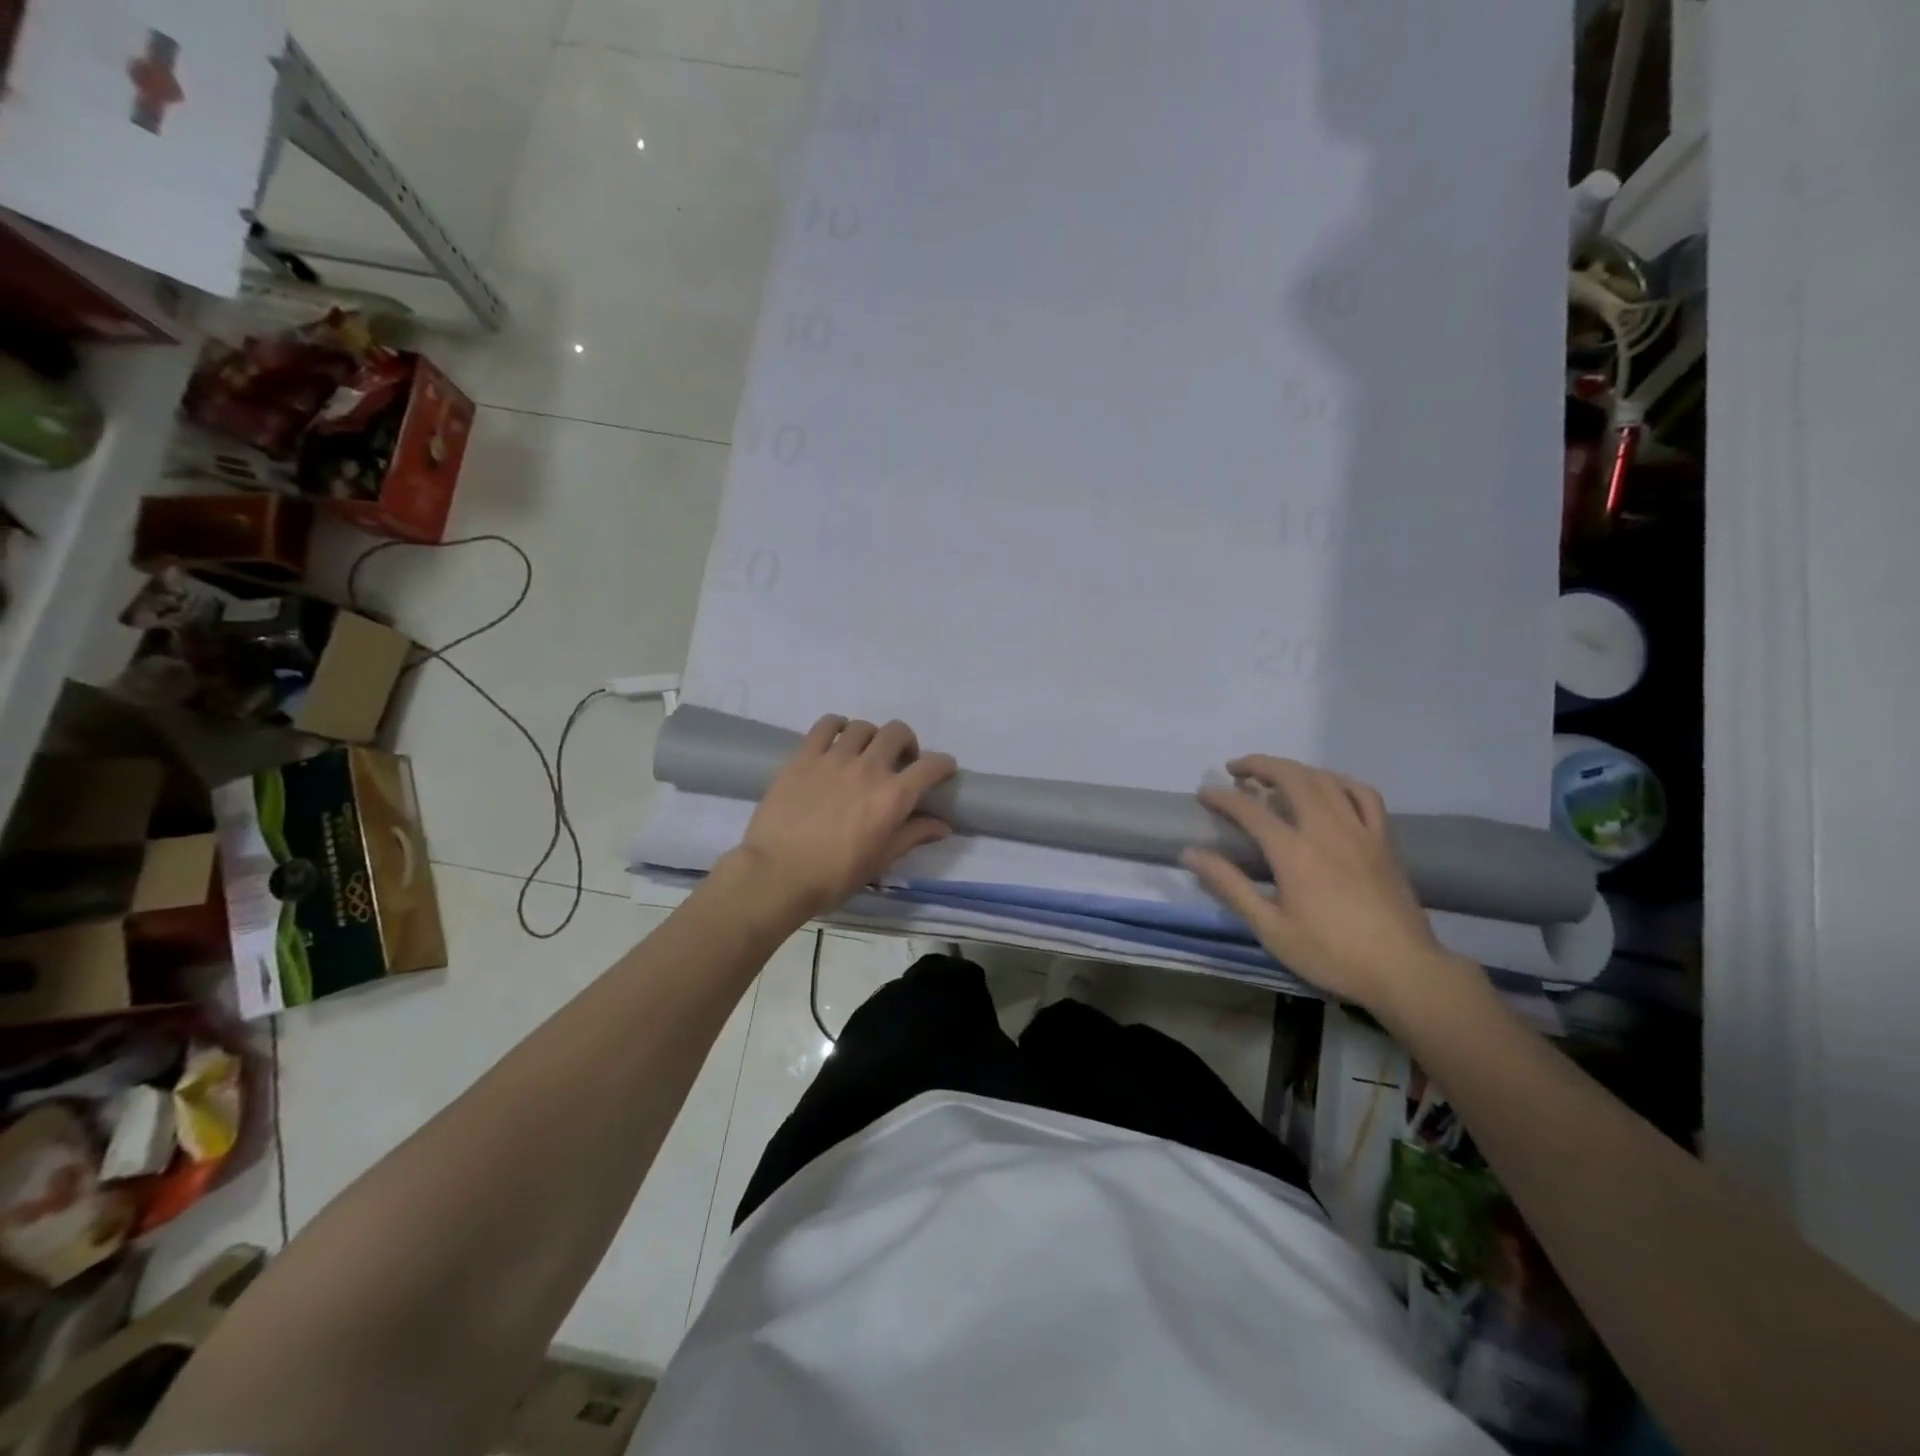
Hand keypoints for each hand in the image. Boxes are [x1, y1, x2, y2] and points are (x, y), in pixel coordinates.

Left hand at [723, 716, 956, 919]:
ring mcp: (834, 758)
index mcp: (893, 796)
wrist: (777, 874)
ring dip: (871, 737)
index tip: (943, 771)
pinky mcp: (804, 756)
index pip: (931, 766)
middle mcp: (869, 768)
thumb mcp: (881, 860)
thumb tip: (941, 825)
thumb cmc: (834, 875)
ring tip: (864, 753)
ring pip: (863, 726)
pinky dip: (837, 726)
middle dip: (907, 743)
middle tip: (900, 762)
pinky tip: (836, 740)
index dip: (943, 765)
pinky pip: (826, 725)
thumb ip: (913, 836)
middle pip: (898, 732)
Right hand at [1183, 757, 1462, 1013]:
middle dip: (1258, 765)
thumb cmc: (1331, 954)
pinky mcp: (1384, 840)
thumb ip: (1230, 886)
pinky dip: (1339, 781)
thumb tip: (1191, 853)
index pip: (1249, 809)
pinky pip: (1363, 794)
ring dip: (1294, 768)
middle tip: (1235, 770)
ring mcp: (1360, 830)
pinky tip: (1328, 787)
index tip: (1203, 792)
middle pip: (1291, 777)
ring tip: (1274, 774)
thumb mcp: (1270, 928)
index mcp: (1293, 852)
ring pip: (1325, 779)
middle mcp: (1326, 829)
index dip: (1221, 797)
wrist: (1404, 971)